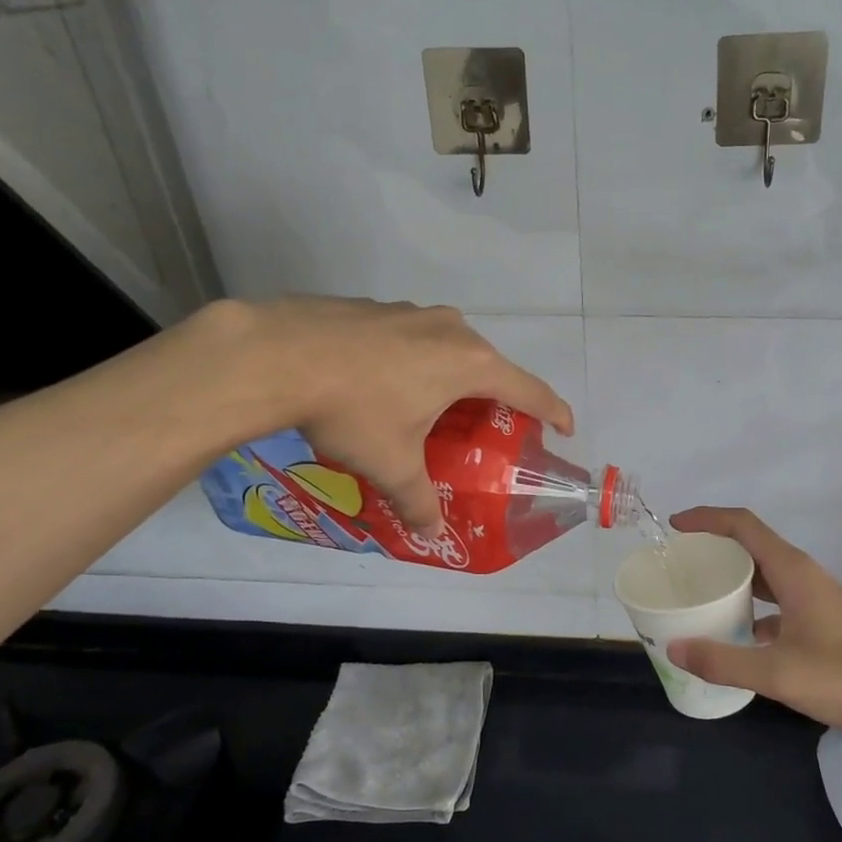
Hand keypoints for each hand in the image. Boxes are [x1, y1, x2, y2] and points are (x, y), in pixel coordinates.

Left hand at [195, 298, 572, 536]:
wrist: (276, 354)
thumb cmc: (353, 410)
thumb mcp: (391, 464)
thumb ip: (417, 500)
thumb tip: (431, 534)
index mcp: (470, 364)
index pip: (529, 389)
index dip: (553, 410)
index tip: (564, 427)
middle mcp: (451, 329)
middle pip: (489, 366)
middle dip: (493, 397)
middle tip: (485, 429)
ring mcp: (413, 312)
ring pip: (449, 347)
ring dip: (450, 377)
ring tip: (430, 408)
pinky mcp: (377, 307)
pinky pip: (413, 337)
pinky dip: (414, 361)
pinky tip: (382, 383)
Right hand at [666, 507, 841, 738]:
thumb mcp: (778, 674)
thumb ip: (724, 661)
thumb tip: (675, 648)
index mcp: (792, 571)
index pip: (743, 526)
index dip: (707, 519)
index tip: (675, 526)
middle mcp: (802, 575)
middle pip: (751, 544)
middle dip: (714, 546)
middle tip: (679, 563)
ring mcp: (814, 596)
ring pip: (765, 573)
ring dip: (733, 576)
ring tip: (701, 592)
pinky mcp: (821, 618)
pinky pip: (777, 598)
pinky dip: (752, 605)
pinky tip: (737, 633)